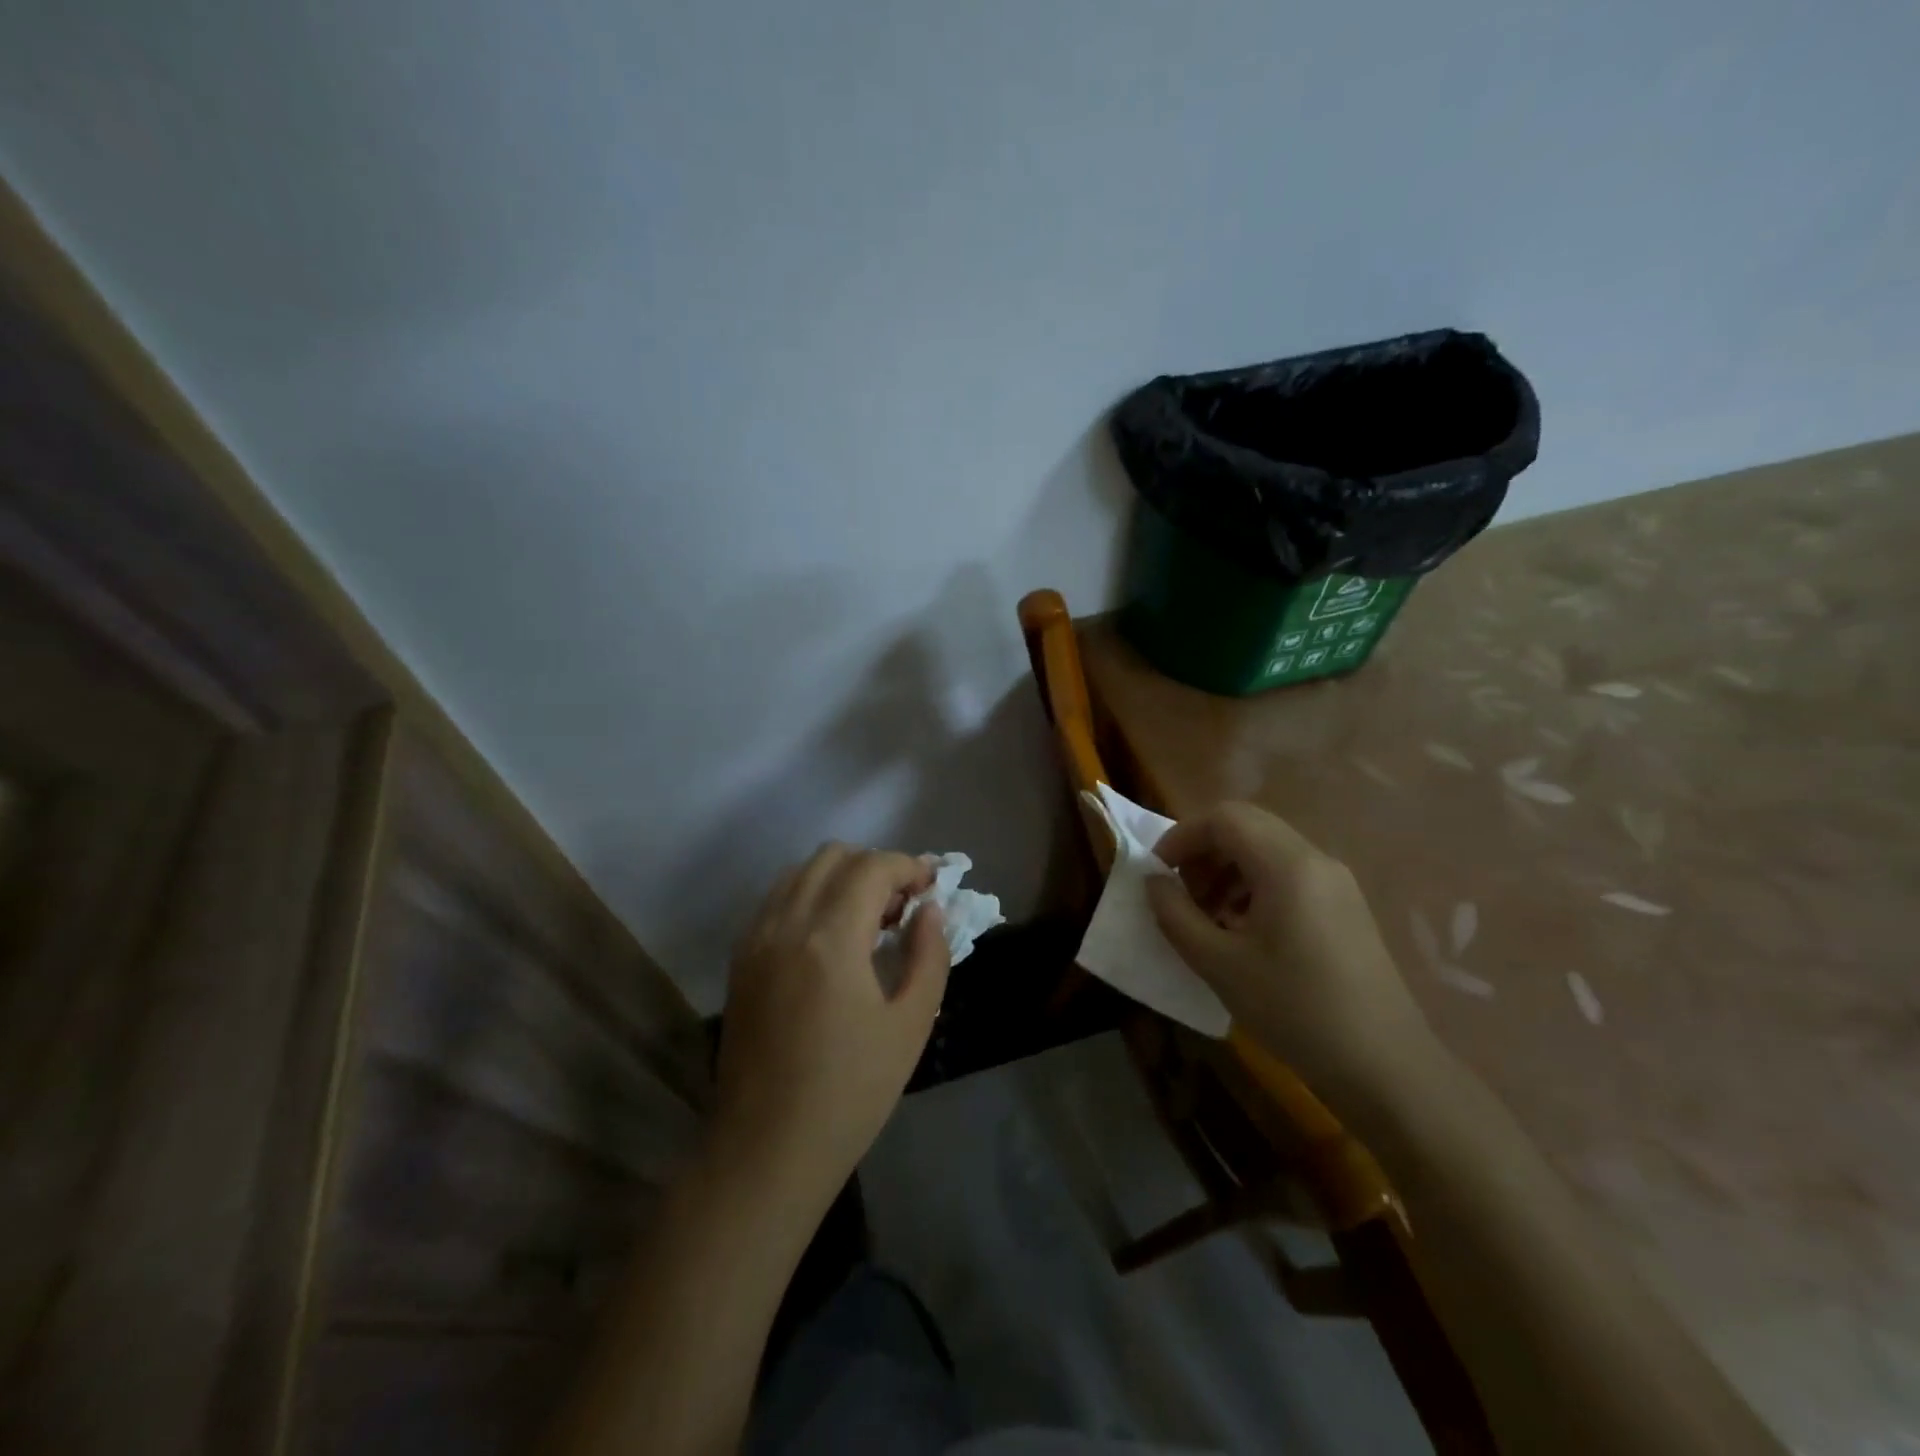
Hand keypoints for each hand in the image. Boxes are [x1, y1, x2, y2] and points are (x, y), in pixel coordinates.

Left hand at [712, 843, 949, 1202]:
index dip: (909, 866)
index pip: (873, 867)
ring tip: (867, 919)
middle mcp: (786, 923)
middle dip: (875, 866)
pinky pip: (777, 899)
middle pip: (833, 856)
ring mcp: (755, 938)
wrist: (767, 1148)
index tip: (932, 886)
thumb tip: (931, 910)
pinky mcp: (740, 958)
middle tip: (902, 906)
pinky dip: (809, 895)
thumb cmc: (850, 1092)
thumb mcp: (910, 1024)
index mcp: (831, 938)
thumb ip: (929, 955)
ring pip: (800, 872)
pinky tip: (829, 937)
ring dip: (840, 877)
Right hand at [1144, 802, 1434, 1106]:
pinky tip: (1242, 931)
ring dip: (1226, 869)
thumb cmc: (1294, 1011)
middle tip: (1180, 893)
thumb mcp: (1219, 964)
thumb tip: (1152, 881)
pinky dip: (1253, 886)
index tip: (1157, 873)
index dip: (1181, 836)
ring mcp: (1336, 882)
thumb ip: (1175, 914)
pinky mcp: (1345, 906)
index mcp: (1287, 865)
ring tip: (1207, 916)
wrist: (1385, 1068)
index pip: (1224, 818)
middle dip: (1203, 851)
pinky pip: (1288, 874)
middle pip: (1246, 826)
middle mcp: (1315, 859)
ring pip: (1266, 849)